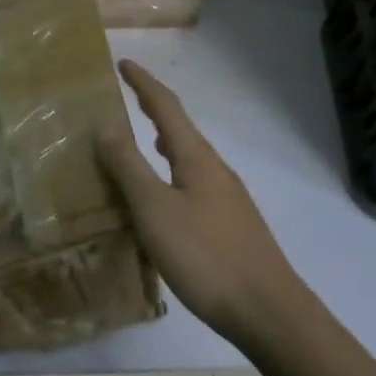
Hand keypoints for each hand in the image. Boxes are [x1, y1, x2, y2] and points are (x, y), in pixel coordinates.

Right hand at [98, 60, 304, 346]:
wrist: (268, 311)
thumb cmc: (206, 256)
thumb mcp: (155, 209)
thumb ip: (129, 166)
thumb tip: (107, 124)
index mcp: (196, 158)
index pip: (166, 107)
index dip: (144, 83)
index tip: (123, 63)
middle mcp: (215, 169)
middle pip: (180, 128)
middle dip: (153, 109)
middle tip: (127, 98)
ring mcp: (226, 197)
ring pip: (187, 157)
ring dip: (161, 142)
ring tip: (139, 143)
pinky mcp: (229, 223)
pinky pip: (192, 182)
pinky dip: (169, 172)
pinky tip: (163, 196)